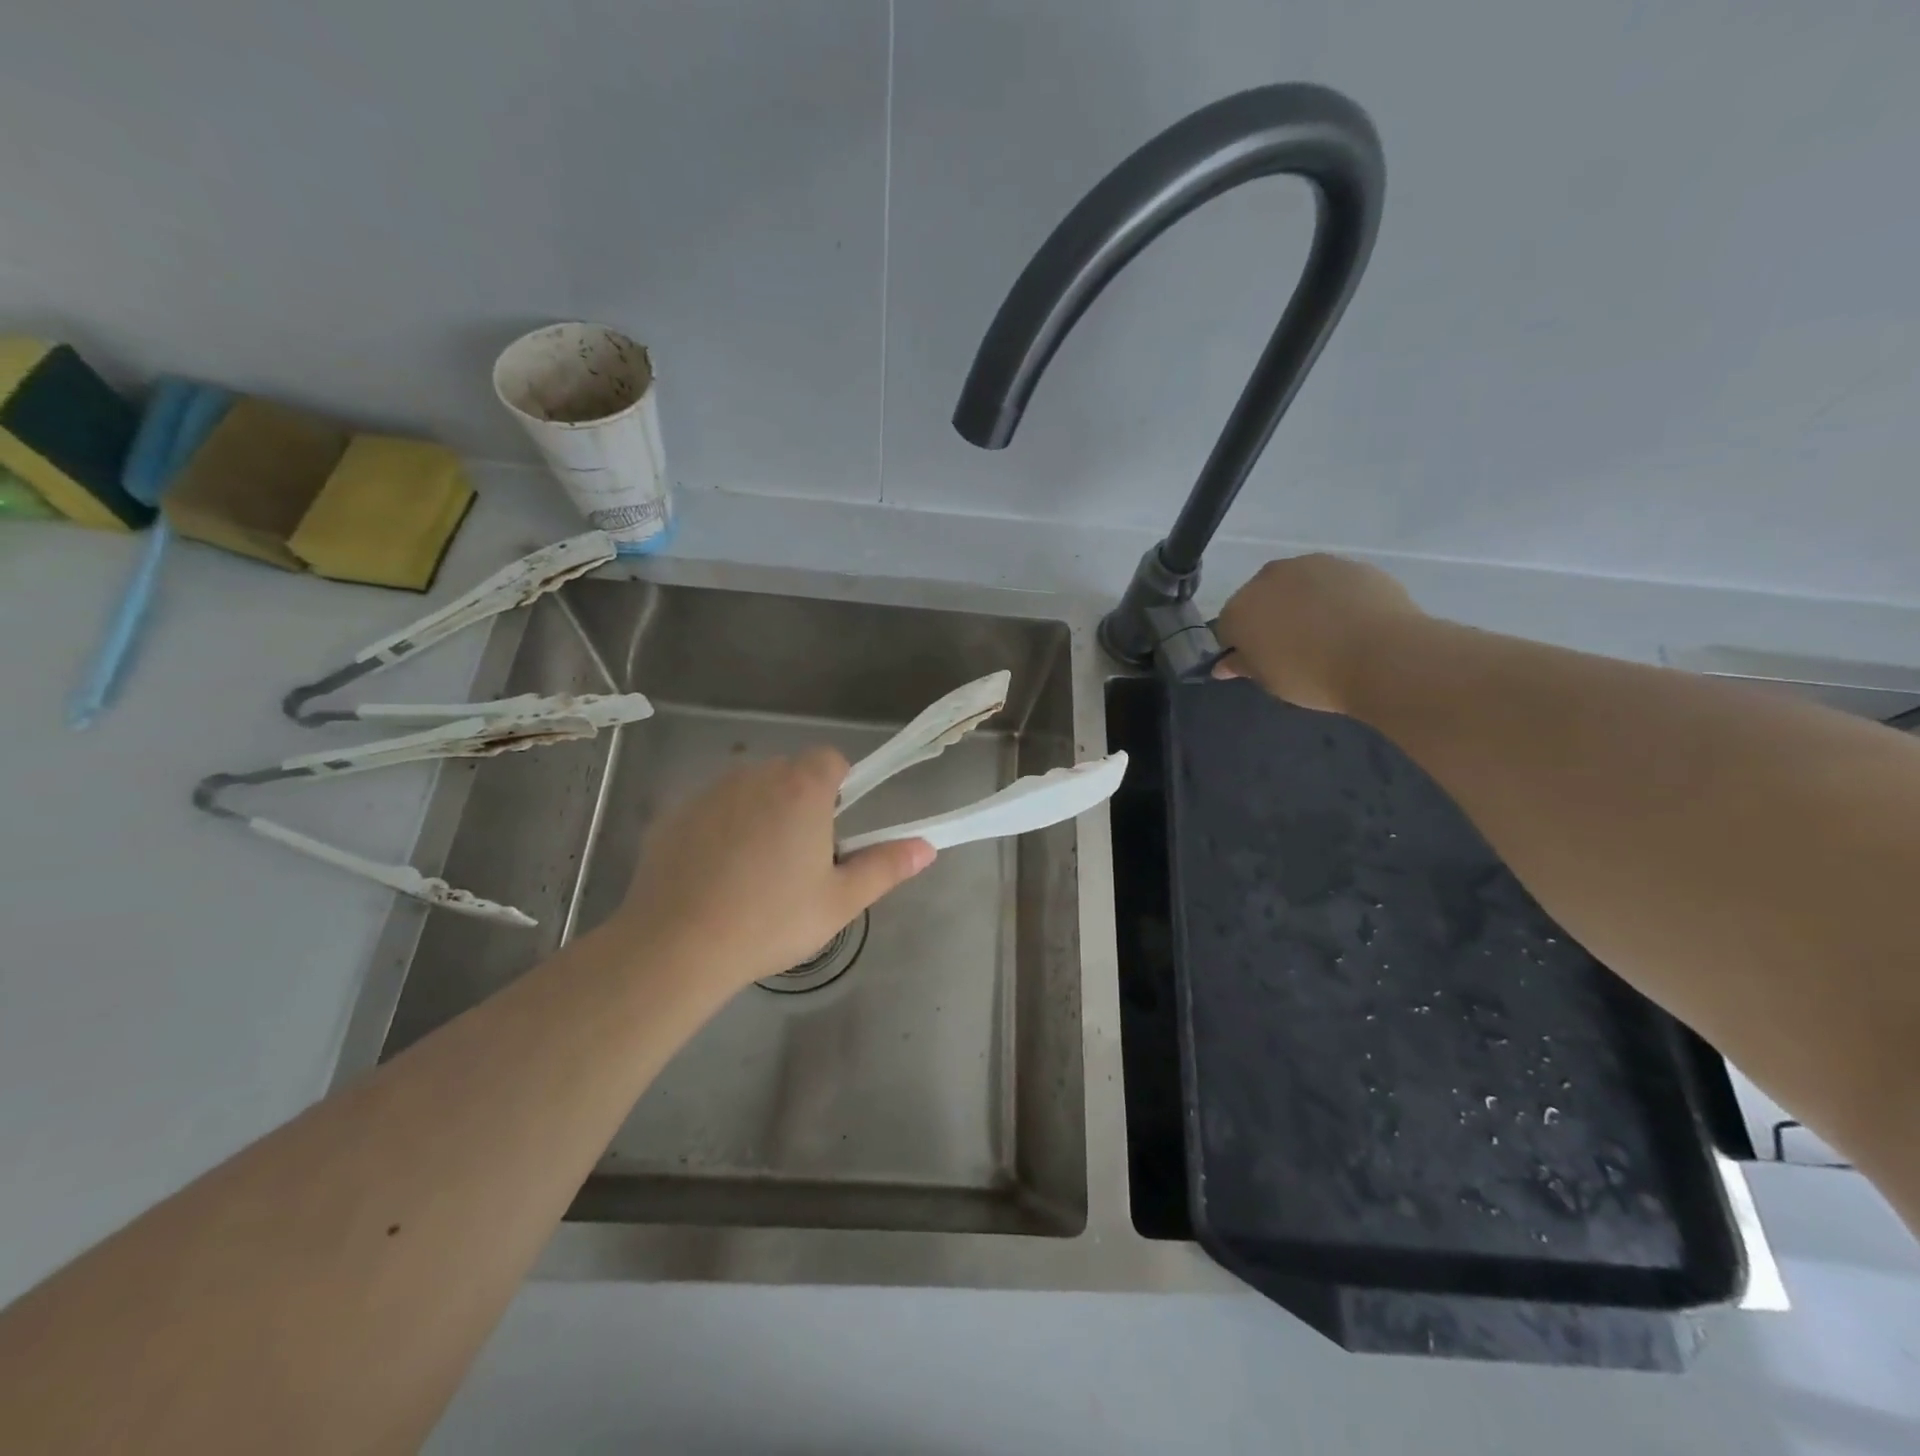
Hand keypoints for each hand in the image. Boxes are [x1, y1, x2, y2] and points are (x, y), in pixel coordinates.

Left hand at [611, 747, 934, 994]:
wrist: (676, 946)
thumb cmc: (771, 920)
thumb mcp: (840, 901)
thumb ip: (885, 866)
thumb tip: (926, 847)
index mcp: (801, 788)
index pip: (830, 759)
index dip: (839, 787)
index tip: (833, 829)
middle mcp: (754, 775)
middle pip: (789, 774)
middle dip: (799, 803)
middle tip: (797, 860)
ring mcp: (708, 793)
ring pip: (748, 790)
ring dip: (759, 813)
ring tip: (752, 872)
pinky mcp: (674, 814)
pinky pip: (711, 810)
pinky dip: (719, 829)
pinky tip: (713, 877)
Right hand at [1214, 554, 1423, 714]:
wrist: (1383, 656)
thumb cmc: (1313, 676)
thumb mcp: (1271, 681)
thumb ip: (1243, 666)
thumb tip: (1224, 664)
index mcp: (1240, 609)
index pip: (1227, 627)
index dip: (1241, 646)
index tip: (1261, 663)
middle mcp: (1269, 577)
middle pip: (1260, 597)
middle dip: (1269, 617)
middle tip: (1292, 647)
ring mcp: (1311, 565)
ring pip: (1296, 585)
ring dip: (1302, 603)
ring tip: (1327, 633)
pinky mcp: (1350, 564)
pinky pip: (1332, 583)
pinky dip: (1335, 598)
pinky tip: (1353, 622)